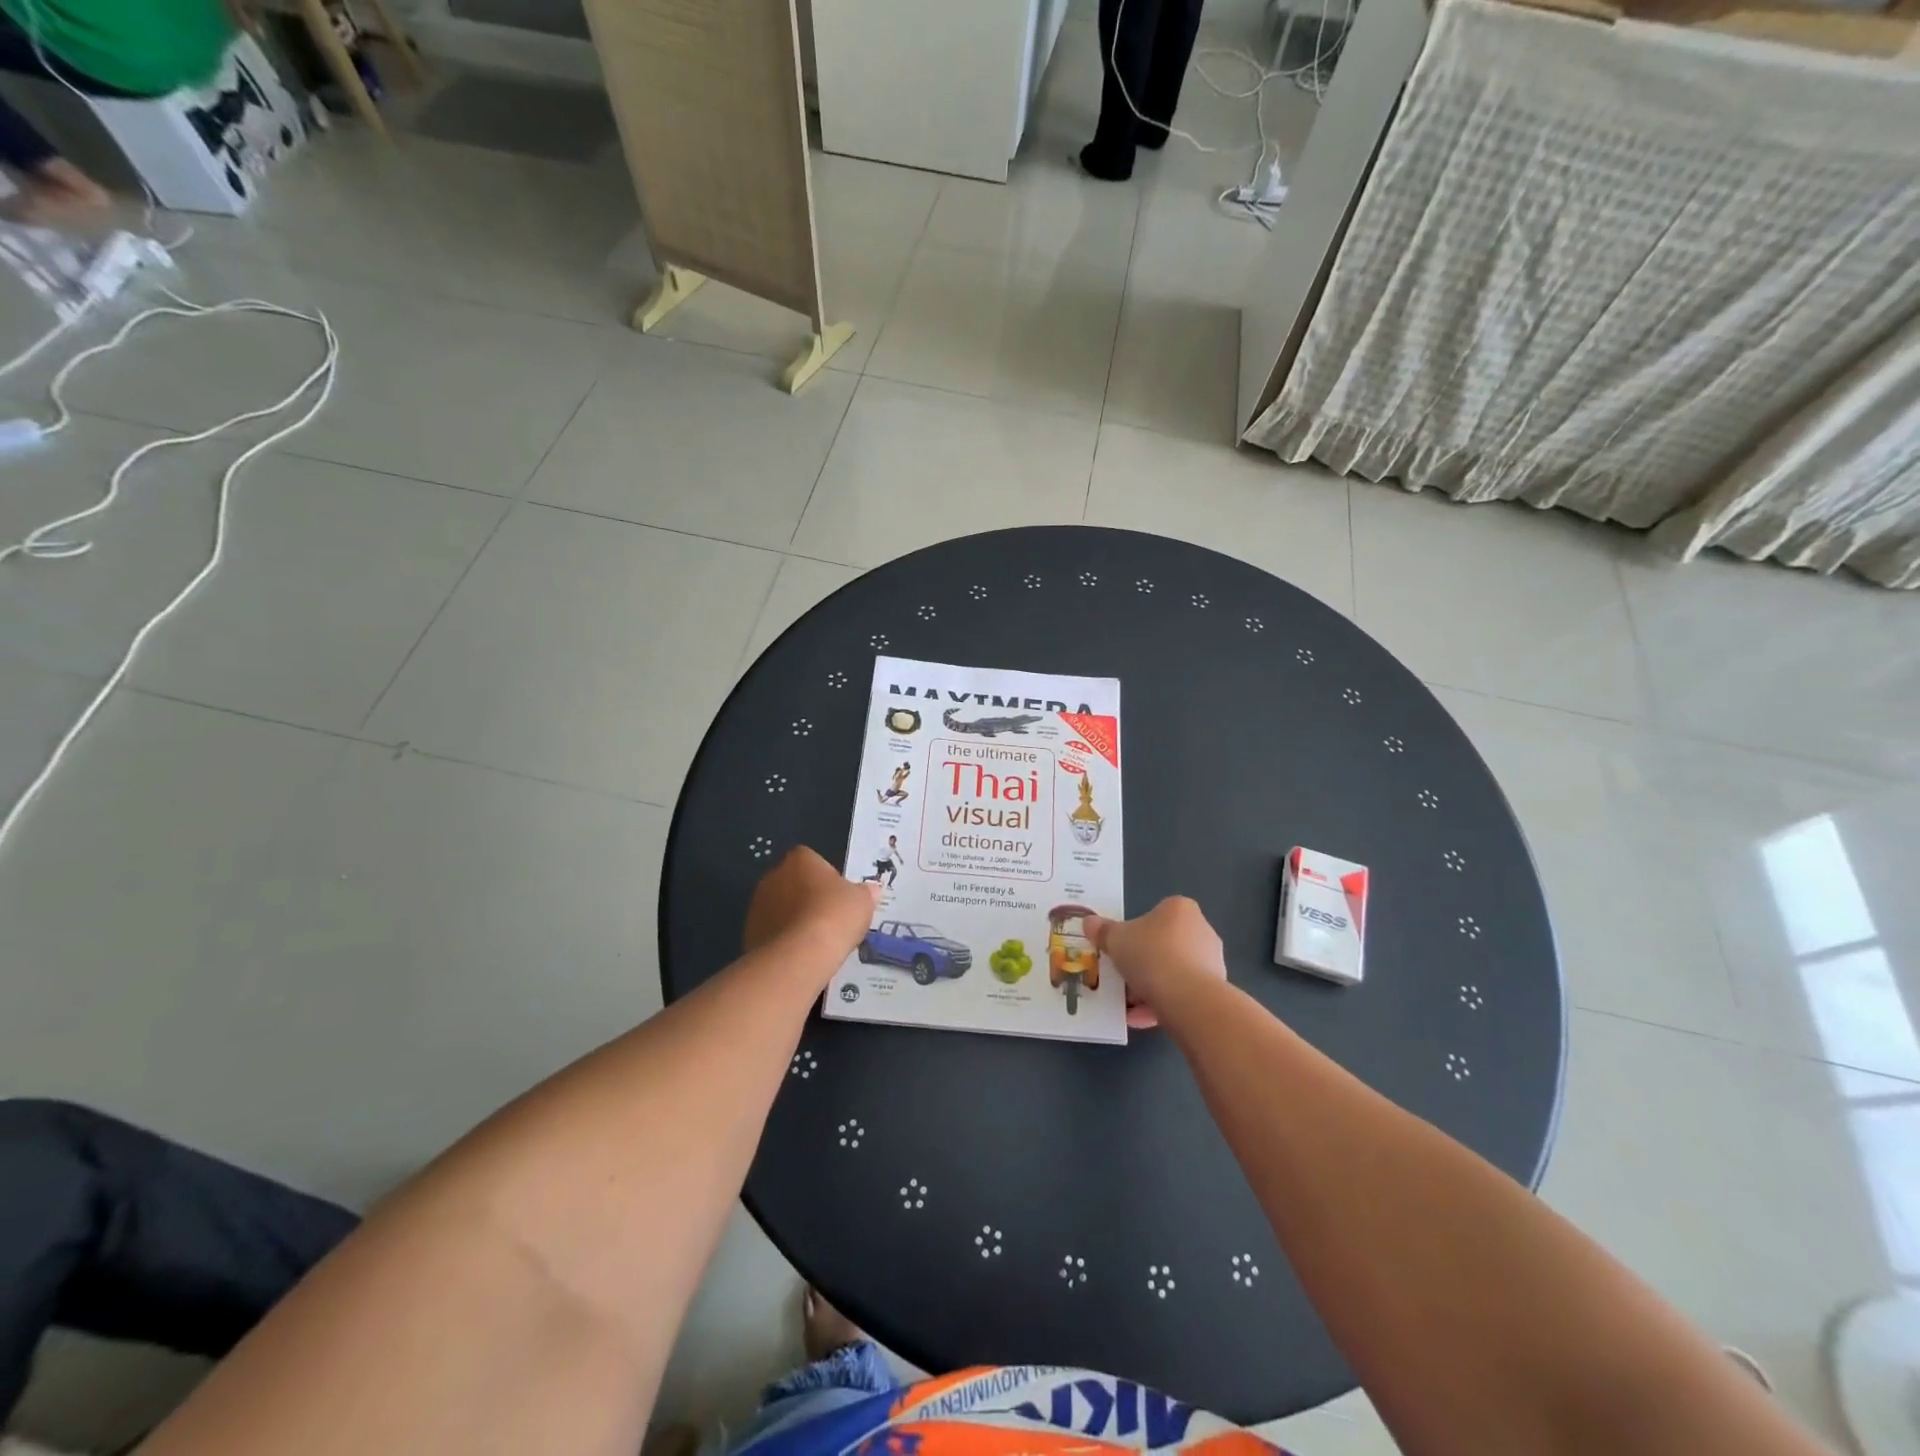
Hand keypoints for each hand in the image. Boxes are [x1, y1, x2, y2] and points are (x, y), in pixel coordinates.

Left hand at [744, 846, 877, 961]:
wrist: (801, 955)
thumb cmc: (835, 915)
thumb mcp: (863, 901)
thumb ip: (865, 892)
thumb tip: (871, 889)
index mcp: (800, 859)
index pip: (812, 860)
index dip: (826, 877)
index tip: (838, 895)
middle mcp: (773, 875)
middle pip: (793, 882)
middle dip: (807, 897)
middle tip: (828, 918)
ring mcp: (758, 904)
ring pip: (780, 908)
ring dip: (793, 919)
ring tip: (815, 941)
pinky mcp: (749, 932)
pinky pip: (771, 931)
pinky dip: (783, 940)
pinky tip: (800, 954)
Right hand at [1084, 897, 1227, 1029]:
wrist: (1187, 998)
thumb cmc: (1150, 955)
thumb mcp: (1115, 940)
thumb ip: (1102, 931)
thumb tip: (1089, 922)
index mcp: (1179, 909)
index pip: (1155, 916)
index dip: (1135, 933)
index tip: (1121, 950)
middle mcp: (1201, 930)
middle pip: (1164, 945)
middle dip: (1142, 964)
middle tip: (1122, 978)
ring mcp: (1212, 961)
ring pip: (1173, 972)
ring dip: (1151, 988)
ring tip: (1128, 1006)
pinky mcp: (1215, 990)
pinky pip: (1182, 994)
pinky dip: (1162, 1005)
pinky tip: (1140, 1019)